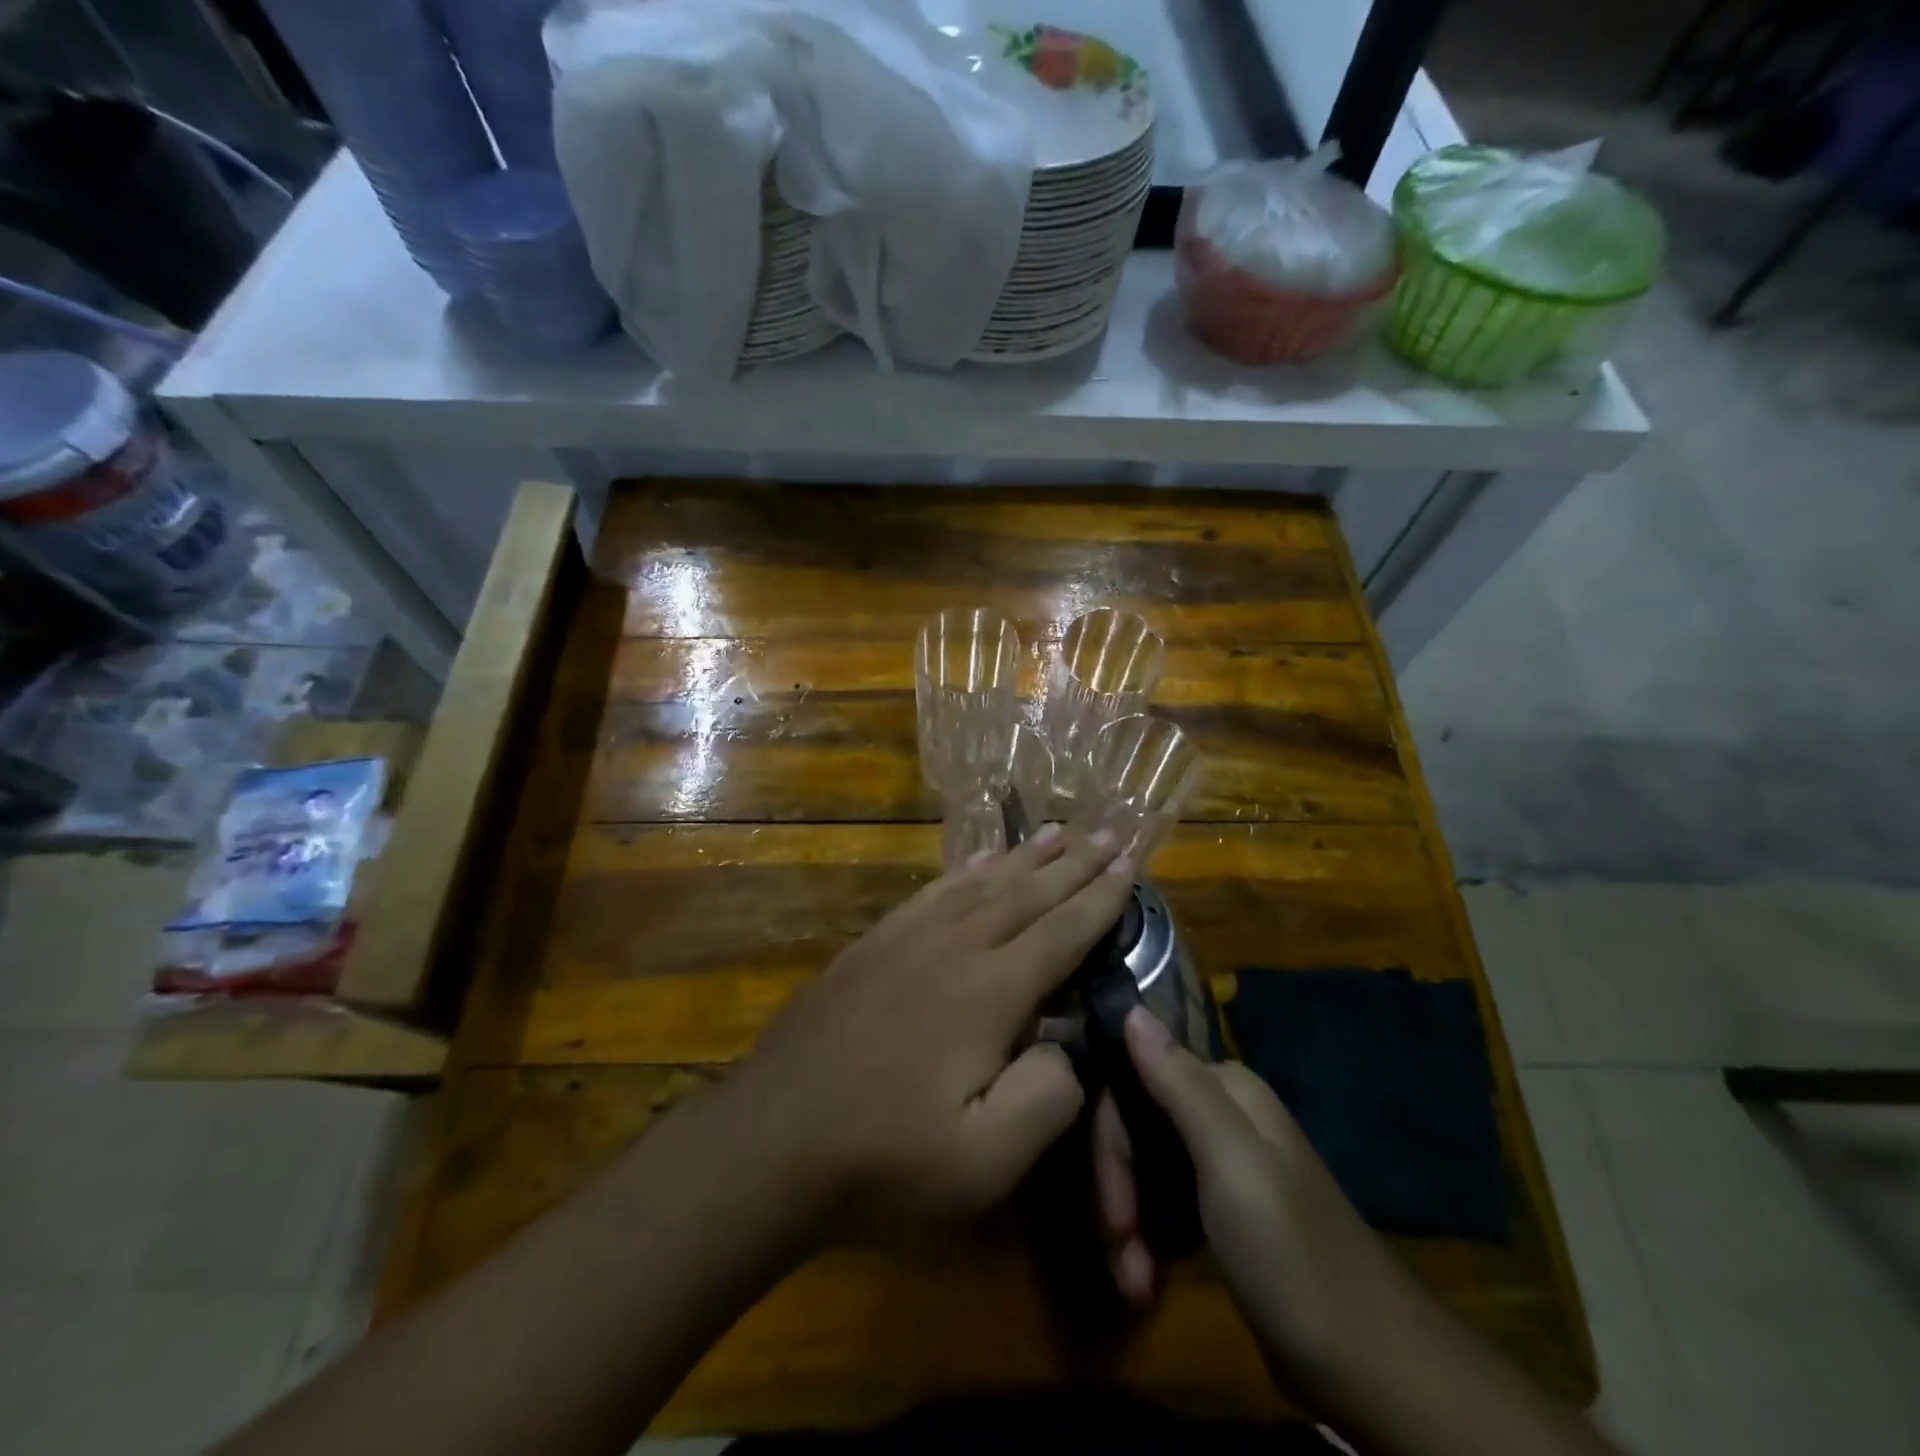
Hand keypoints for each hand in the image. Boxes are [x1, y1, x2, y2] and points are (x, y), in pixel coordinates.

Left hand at [728, 826, 1133, 1234]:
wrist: (771, 1139)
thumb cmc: (885, 1159)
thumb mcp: (985, 1161)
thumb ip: (1047, 1097)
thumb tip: (1071, 1045)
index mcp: (990, 992)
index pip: (1063, 932)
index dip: (1101, 897)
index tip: (1130, 862)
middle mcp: (954, 947)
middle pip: (1028, 894)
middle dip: (1074, 864)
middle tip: (1108, 832)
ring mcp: (907, 939)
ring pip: (982, 883)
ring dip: (1025, 857)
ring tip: (1056, 832)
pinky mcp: (873, 944)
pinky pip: (933, 892)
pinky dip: (966, 871)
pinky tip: (979, 863)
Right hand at [1095, 1008, 1397, 1375]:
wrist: (1375, 1369)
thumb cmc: (1292, 1254)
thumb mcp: (1231, 1162)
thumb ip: (1178, 1083)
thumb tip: (1131, 1008)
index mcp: (1225, 1090)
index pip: (1133, 1082)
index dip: (1111, 1142)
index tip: (1111, 1210)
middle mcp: (1221, 1116)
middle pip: (1136, 1129)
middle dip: (1117, 1192)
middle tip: (1119, 1251)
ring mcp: (1224, 1167)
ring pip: (1145, 1171)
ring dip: (1129, 1226)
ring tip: (1133, 1284)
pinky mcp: (1226, 1216)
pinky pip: (1166, 1208)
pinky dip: (1148, 1243)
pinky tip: (1146, 1283)